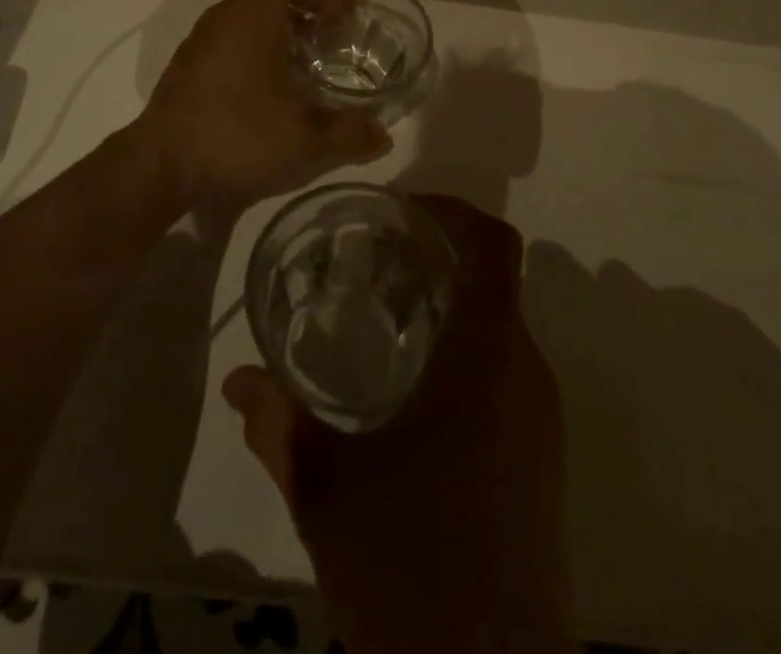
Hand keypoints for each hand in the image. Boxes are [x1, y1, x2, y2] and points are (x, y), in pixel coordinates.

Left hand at [140, 0, 391, 205]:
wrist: (160, 163)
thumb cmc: (234, 133)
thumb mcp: (301, 136)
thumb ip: (347, 133)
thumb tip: (383, 136)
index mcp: (253, 14)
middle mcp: (227, 15)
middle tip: (345, 23)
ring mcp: (205, 38)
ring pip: (256, 9)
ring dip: (292, 19)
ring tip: (319, 49)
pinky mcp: (194, 62)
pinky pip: (238, 32)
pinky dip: (267, 37)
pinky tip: (280, 77)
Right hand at [222, 196, 575, 652]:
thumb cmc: (412, 570)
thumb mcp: (328, 494)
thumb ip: (279, 426)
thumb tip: (238, 380)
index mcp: (485, 358)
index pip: (493, 246)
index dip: (453, 211)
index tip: (401, 211)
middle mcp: (525, 374)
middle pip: (494, 281)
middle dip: (438, 258)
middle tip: (373, 262)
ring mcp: (541, 419)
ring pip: (501, 327)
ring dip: (450, 306)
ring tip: (383, 317)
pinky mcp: (542, 458)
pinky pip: (507, 370)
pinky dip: (464, 350)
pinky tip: (411, 389)